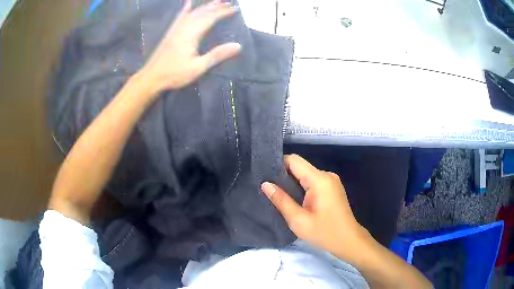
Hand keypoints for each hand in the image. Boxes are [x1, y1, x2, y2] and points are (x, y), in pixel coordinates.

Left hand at [139, 0, 240, 93]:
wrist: (151, 77)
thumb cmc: (174, 74)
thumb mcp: (198, 67)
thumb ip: (217, 55)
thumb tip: (238, 45)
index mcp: (192, 33)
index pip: (211, 18)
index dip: (224, 12)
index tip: (236, 8)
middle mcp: (184, 27)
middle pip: (203, 12)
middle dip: (217, 6)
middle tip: (229, 3)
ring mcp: (176, 28)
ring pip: (193, 12)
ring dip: (206, 5)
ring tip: (216, 1)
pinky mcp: (171, 32)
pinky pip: (180, 16)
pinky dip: (186, 8)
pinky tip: (188, 3)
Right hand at [261, 154, 369, 261]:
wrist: (349, 241)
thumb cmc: (325, 233)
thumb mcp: (298, 220)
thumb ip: (281, 200)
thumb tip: (265, 184)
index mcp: (319, 180)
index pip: (294, 160)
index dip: (277, 165)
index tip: (264, 175)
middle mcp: (326, 175)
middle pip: (300, 166)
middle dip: (283, 175)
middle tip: (267, 188)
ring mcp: (331, 181)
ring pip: (305, 174)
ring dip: (291, 182)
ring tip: (277, 194)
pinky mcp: (332, 188)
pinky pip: (312, 181)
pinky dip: (301, 187)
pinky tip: (292, 198)